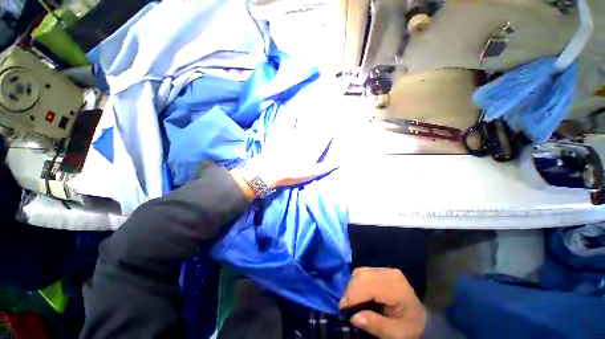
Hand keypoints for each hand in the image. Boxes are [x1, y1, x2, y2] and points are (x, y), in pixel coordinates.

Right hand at [339, 268, 426, 338]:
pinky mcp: (380, 270)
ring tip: (352, 302)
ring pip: (360, 272)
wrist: (420, 318)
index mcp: (396, 288)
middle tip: (346, 308)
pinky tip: (358, 295)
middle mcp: (390, 273)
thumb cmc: (409, 327)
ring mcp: (385, 269)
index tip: (343, 309)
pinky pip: (362, 272)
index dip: (353, 295)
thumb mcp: (396, 334)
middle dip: (350, 291)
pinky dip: (356, 283)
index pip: (369, 285)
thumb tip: (353, 317)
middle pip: (362, 275)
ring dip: (352, 286)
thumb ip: (376, 325)